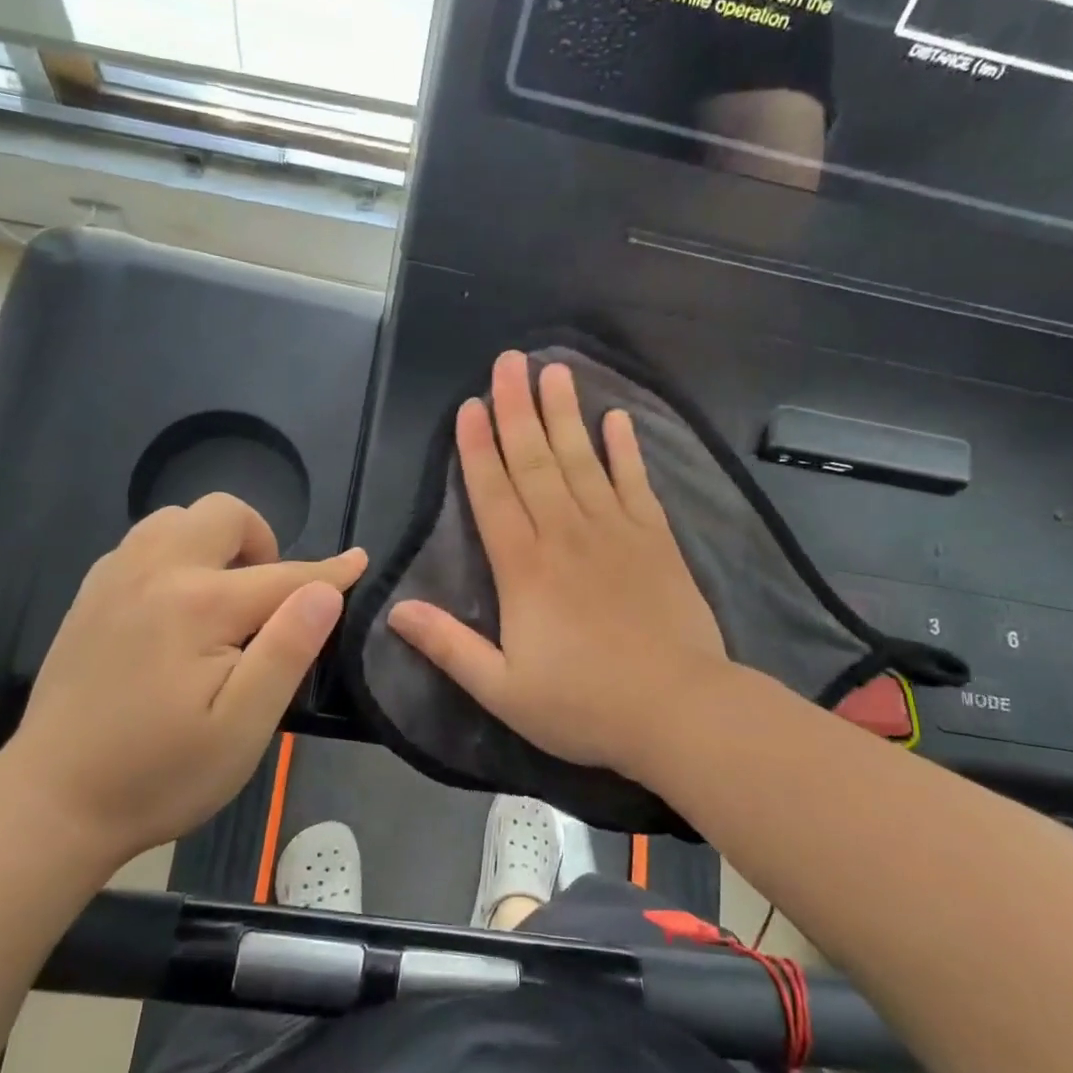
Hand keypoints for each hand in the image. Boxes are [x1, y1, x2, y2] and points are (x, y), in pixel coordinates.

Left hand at [3, 494, 366, 864]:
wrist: (50, 805)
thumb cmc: (159, 775)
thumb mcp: (242, 728)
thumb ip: (288, 650)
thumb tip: (327, 591)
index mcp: (200, 605)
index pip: (284, 575)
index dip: (330, 572)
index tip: (360, 561)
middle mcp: (155, 573)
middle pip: (223, 515)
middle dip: (263, 540)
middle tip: (269, 596)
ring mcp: (115, 579)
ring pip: (177, 518)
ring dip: (215, 541)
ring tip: (224, 594)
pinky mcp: (90, 596)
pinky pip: (143, 542)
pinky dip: (176, 553)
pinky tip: (177, 604)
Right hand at [388, 351, 728, 780]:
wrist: (678, 710)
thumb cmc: (584, 705)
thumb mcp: (502, 690)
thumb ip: (448, 646)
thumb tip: (394, 610)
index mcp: (524, 569)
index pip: (493, 494)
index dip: (477, 448)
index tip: (468, 406)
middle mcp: (566, 535)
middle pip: (535, 461)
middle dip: (516, 409)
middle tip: (507, 362)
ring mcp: (615, 531)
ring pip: (581, 460)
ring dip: (564, 414)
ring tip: (553, 371)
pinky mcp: (655, 538)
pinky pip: (635, 482)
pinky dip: (625, 448)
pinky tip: (616, 418)